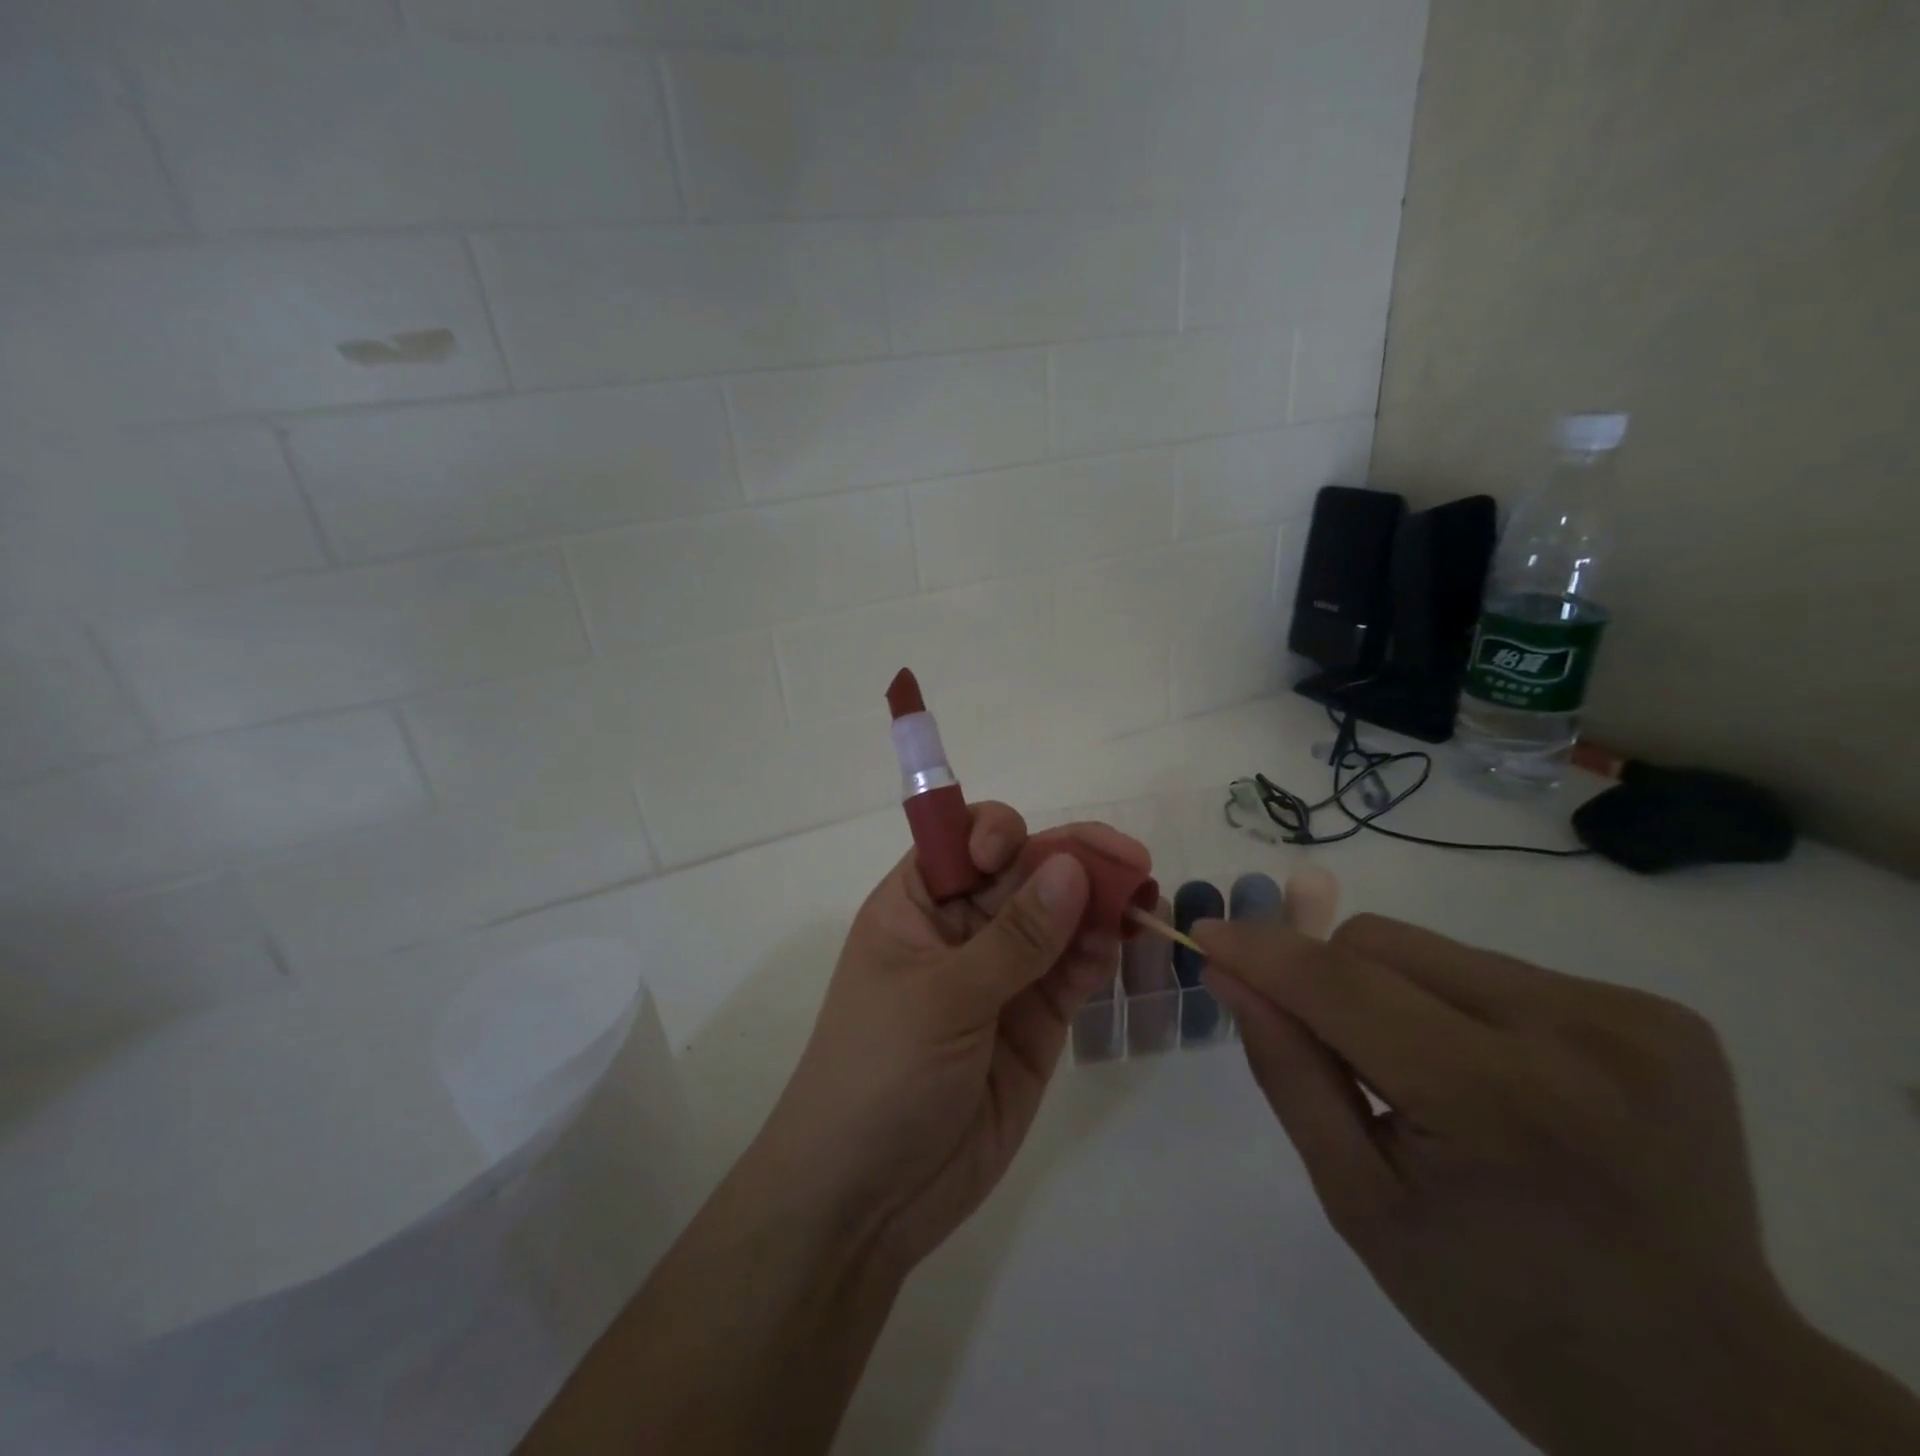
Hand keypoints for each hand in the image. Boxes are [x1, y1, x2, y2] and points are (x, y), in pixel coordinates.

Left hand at [748, 802, 1147, 1272]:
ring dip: (1098, 902)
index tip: (1011, 857)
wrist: (868, 1199)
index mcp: (916, 906)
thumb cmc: (880, 1073)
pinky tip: (1124, 939)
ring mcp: (1001, 976)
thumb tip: (1071, 866)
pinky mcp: (1033, 1022)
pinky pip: (1072, 972)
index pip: (960, 840)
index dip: (994, 834)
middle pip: (1022, 872)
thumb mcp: (941, 999)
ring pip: (1057, 919)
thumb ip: (1014, 939)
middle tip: (1131, 860)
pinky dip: (1098, 952)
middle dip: (1071, 858)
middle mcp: (960, 930)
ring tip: (1143, 895)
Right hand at [1197, 913, 1919, 1455]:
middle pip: (1382, 944)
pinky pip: (1497, 970)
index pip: (1339, 983)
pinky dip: (1462, 1008)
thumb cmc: (1500, 1310)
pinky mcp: (1664, 1014)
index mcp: (1496, 1101)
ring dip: (1398, 994)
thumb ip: (1288, 1072)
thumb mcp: (1359, 1202)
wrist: (1705, 1386)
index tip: (1207, 935)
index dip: (1262, 950)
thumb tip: (1232, 974)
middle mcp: (1575, 1034)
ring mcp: (1632, 1017)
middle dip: (1333, 983)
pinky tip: (1501, 1081)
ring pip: (1435, 950)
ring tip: (1432, 1080)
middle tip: (1346, 1060)